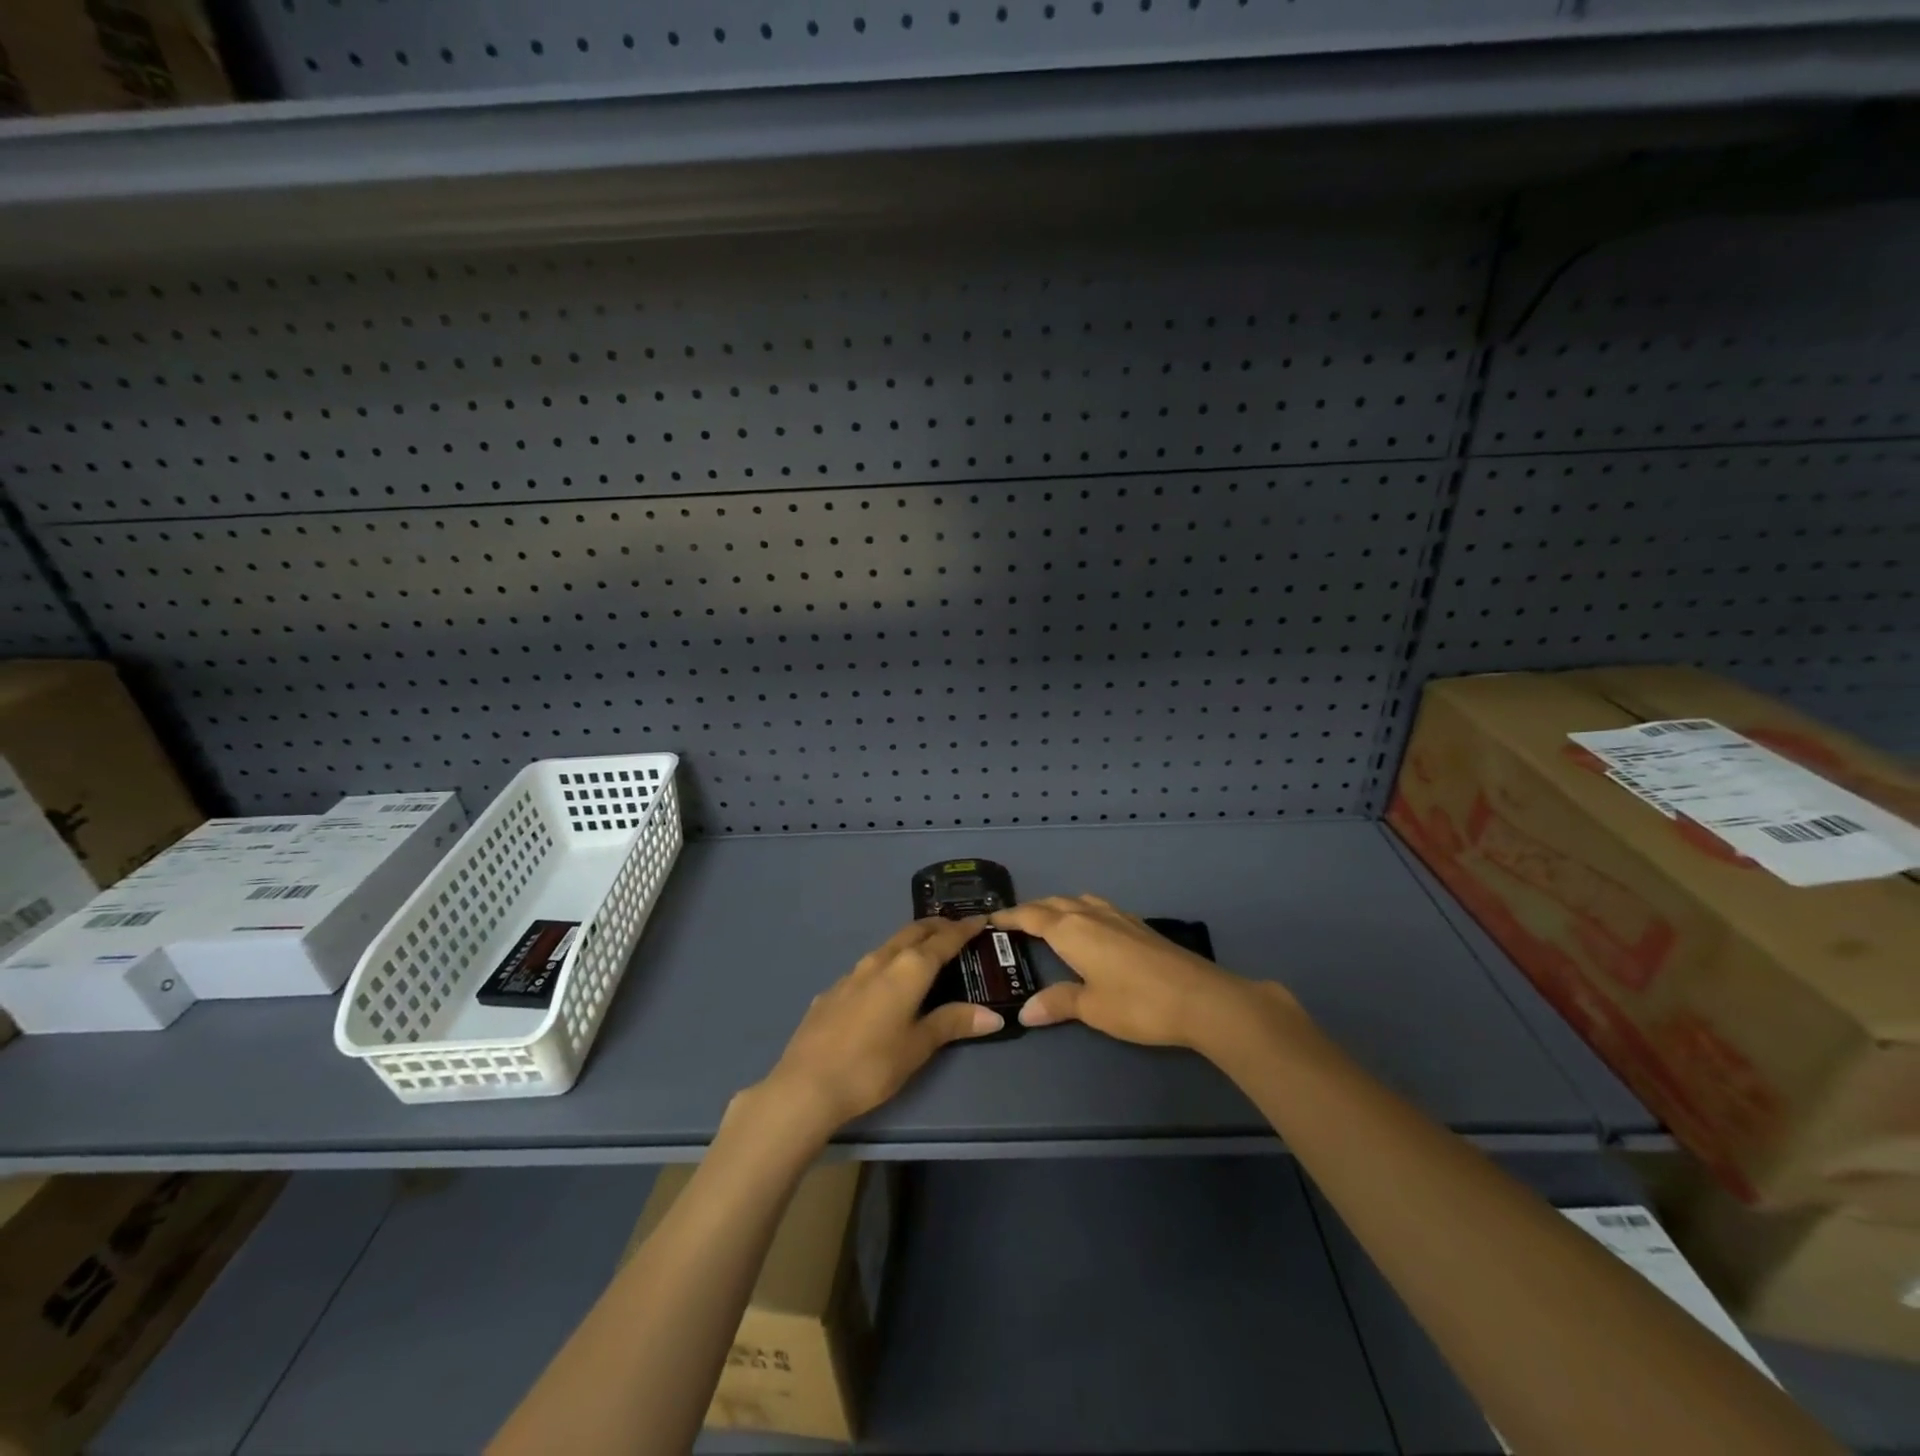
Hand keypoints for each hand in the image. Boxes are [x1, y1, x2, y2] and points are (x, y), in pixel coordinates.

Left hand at [755, 917, 1004, 1137]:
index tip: (979, 920)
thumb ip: (953, 1023)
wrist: (807, 1084)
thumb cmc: (872, 1065)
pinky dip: (887, 963)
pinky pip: (868, 966)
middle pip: (913, 932)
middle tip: (956, 929)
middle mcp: (881, 960)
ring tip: (925, 951)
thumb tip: (993, 1016)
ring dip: (910, 942)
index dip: (963, 929)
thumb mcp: (918, 1046)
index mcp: (908, 969)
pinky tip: (884, 984)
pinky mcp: (833, 990)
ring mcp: (852, 973)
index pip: (943, 940)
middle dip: (936, 926)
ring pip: (888, 946)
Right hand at [991, 894, 1297, 1048]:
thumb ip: (1058, 1003)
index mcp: (1072, 931)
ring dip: (1060, 906)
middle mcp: (1092, 915)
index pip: (1032, 916)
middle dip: (1033, 909)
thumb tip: (1025, 1011)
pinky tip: (1092, 928)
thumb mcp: (1092, 1008)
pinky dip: (1083, 910)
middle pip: (1055, 904)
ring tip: (1050, 920)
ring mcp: (1119, 917)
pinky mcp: (1140, 926)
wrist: (1201, 998)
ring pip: (1080, 901)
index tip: (992, 919)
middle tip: (1016, 922)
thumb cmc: (1137, 1003)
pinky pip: (1099, 907)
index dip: (1011, 916)